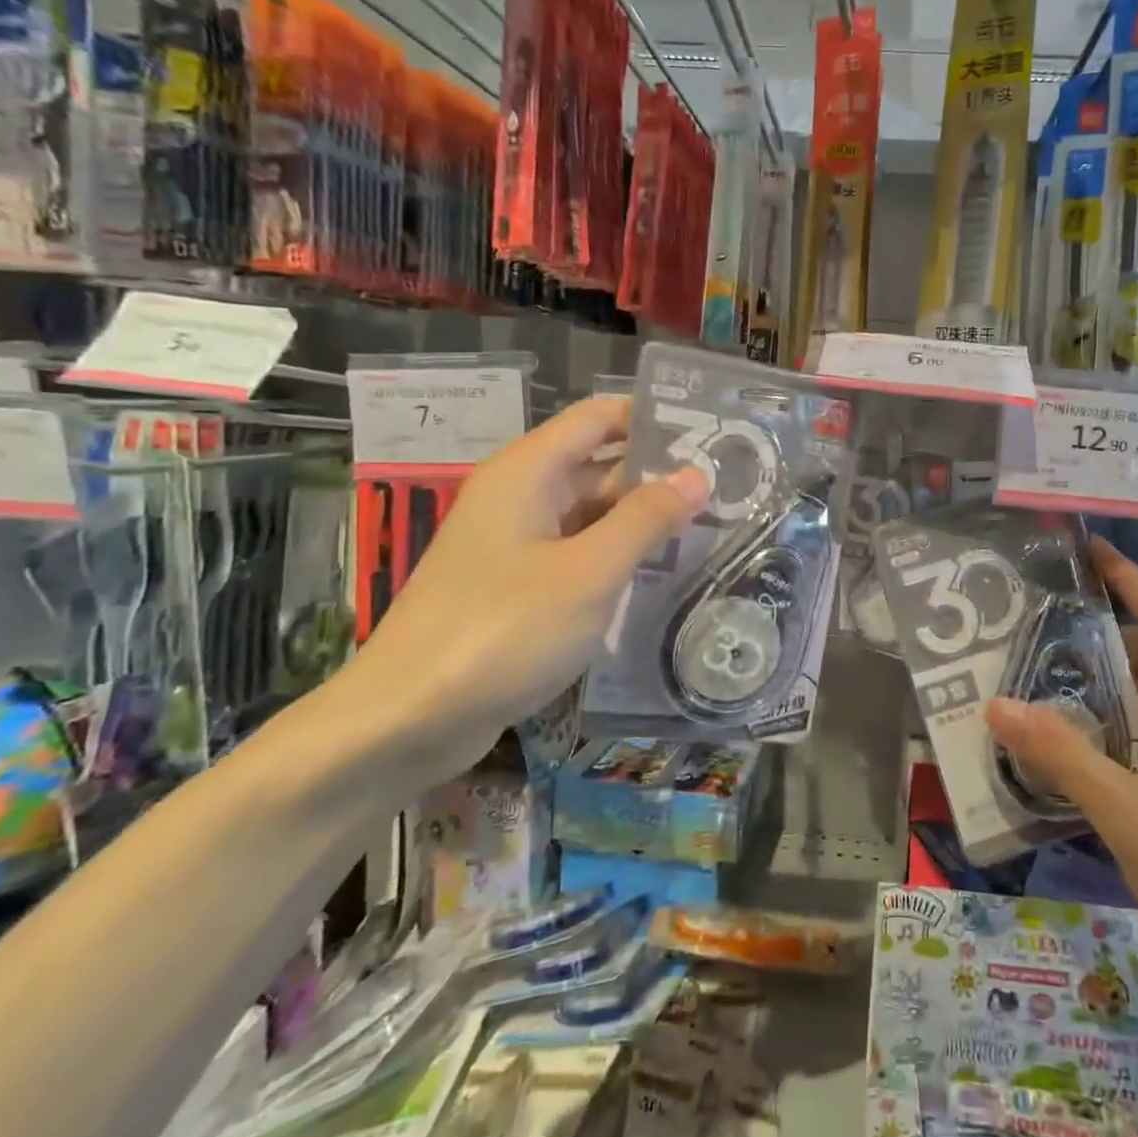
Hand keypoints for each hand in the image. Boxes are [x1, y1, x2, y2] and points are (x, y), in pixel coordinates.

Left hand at [341, 397, 707, 784]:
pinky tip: (662, 573)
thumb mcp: (588, 572)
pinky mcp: (517, 587)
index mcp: (528, 472)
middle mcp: (520, 497)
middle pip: (599, 465)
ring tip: (711, 526)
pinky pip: (577, 554)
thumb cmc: (503, 630)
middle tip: (729, 487)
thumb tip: (697, 475)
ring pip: (591, 514)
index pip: (600, 418)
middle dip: (658, 474)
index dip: (653, 417)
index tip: (712, 431)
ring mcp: (516, 544)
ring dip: (642, 520)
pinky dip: (617, 557)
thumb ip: (646, 519)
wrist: (408, 719)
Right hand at [985, 538, 1137, 1015]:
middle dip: (1104, 644)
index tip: (1091, 552)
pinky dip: (1127, 731)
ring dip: (1113, 693)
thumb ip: (1063, 757)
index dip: (1130, 582)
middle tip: (1042, 640)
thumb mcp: (1130, 816)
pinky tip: (1088, 752)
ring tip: (1052, 691)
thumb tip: (997, 705)